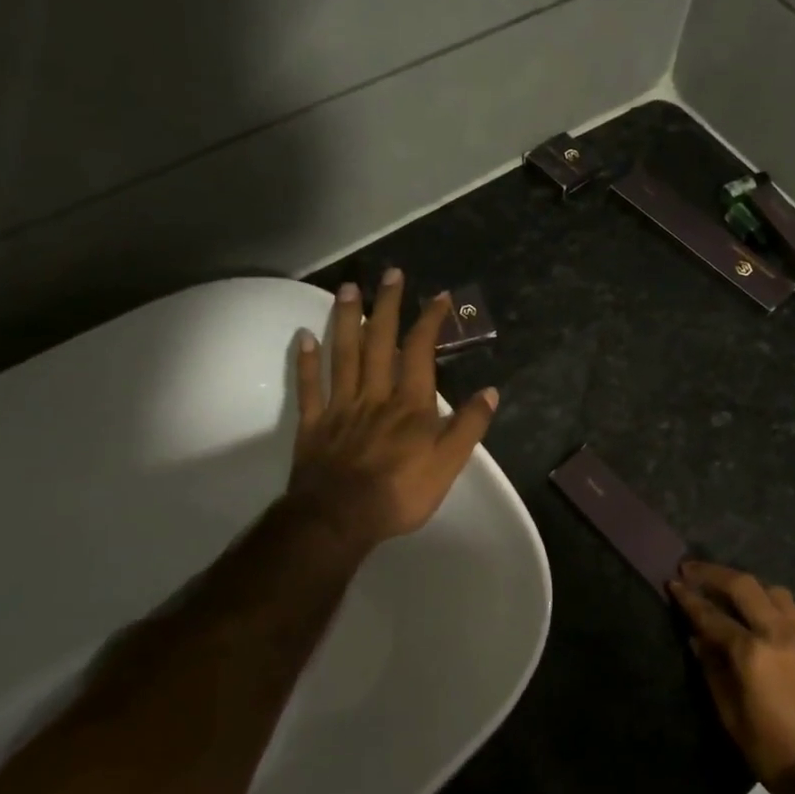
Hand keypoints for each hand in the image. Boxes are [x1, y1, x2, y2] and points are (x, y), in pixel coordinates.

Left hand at [284, 268, 497, 549]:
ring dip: (346, 319)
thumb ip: (469, 426)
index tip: (439, 296)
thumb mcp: (448, 465)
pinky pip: (310, 386)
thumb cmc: (399, 494)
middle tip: (391, 274)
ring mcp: (340, 406)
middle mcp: (374, 394)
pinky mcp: (314, 424)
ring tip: (348, 288)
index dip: (429, 321)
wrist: (338, 519)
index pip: (420, 352)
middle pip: (379, 341)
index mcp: (410, 404)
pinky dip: (306, 360)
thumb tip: (490, 391)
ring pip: (343, 354)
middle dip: (387, 305)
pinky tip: (303, 336)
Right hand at [670, 563, 794, 793]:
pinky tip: (754, 609)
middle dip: (714, 574)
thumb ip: (712, 669)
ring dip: (744, 584)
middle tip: (691, 569)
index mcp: (751, 652)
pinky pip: (788, 608)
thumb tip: (697, 639)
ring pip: (771, 590)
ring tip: (725, 587)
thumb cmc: (770, 747)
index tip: (672, 582)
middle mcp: (777, 633)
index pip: (712, 615)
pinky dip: (766, 599)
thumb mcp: (729, 713)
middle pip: (744, 586)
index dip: (689, 598)